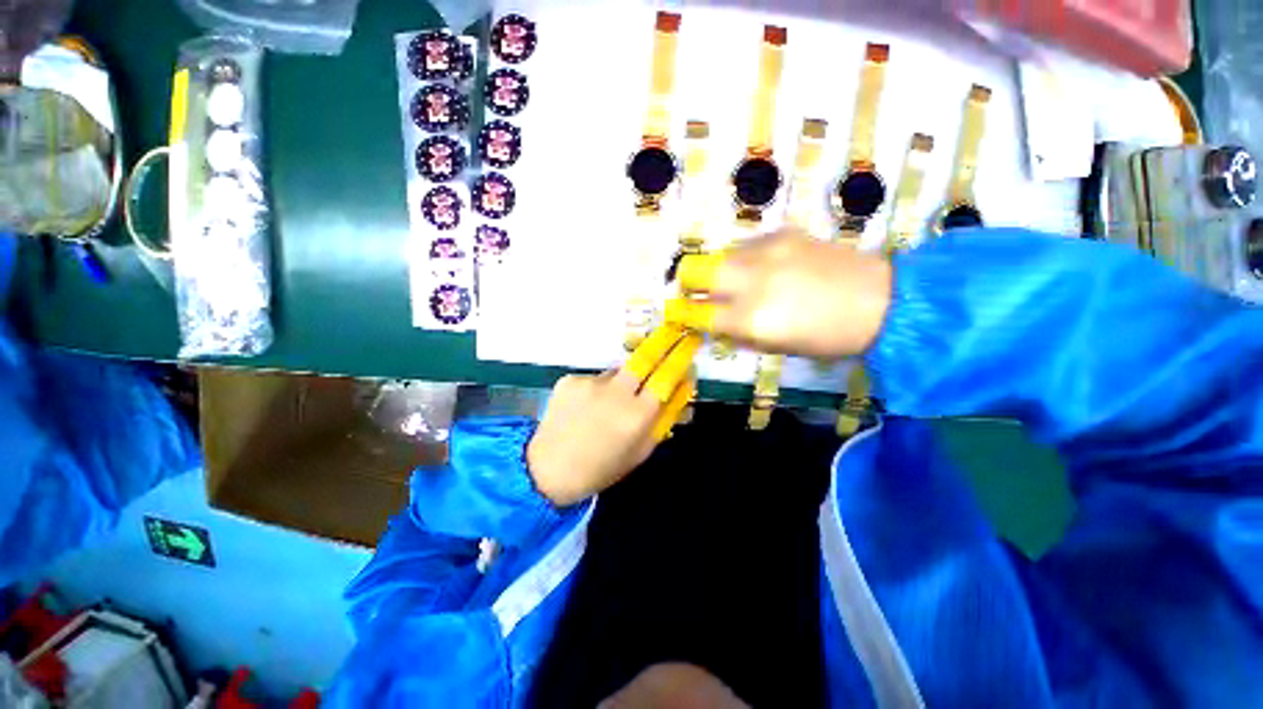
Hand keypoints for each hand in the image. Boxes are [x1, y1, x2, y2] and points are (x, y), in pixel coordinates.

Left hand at [527, 326, 699, 506]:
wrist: (549, 469)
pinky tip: (585, 408)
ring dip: (620, 382)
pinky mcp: (570, 379)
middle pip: (645, 357)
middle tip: (671, 332)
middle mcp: (616, 393)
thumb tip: (683, 389)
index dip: (680, 356)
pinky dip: (596, 389)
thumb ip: (664, 419)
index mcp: (637, 415)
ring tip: (606, 405)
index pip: (667, 376)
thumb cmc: (602, 467)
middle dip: (662, 341)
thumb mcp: (641, 451)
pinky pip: (594, 378)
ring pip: (617, 372)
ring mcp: (590, 383)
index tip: (688, 342)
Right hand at [666, 227, 892, 358]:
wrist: (882, 299)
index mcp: (751, 318)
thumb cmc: (828, 337)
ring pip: (718, 255)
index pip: (696, 313)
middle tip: (696, 293)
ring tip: (737, 283)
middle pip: (693, 270)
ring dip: (719, 271)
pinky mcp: (782, 233)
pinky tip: (763, 269)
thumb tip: (710, 323)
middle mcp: (751, 280)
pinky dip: (743, 260)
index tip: (675, 314)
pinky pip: (744, 246)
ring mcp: (766, 251)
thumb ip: (737, 333)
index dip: (681, 314)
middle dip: (687, 283)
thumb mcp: (776, 347)